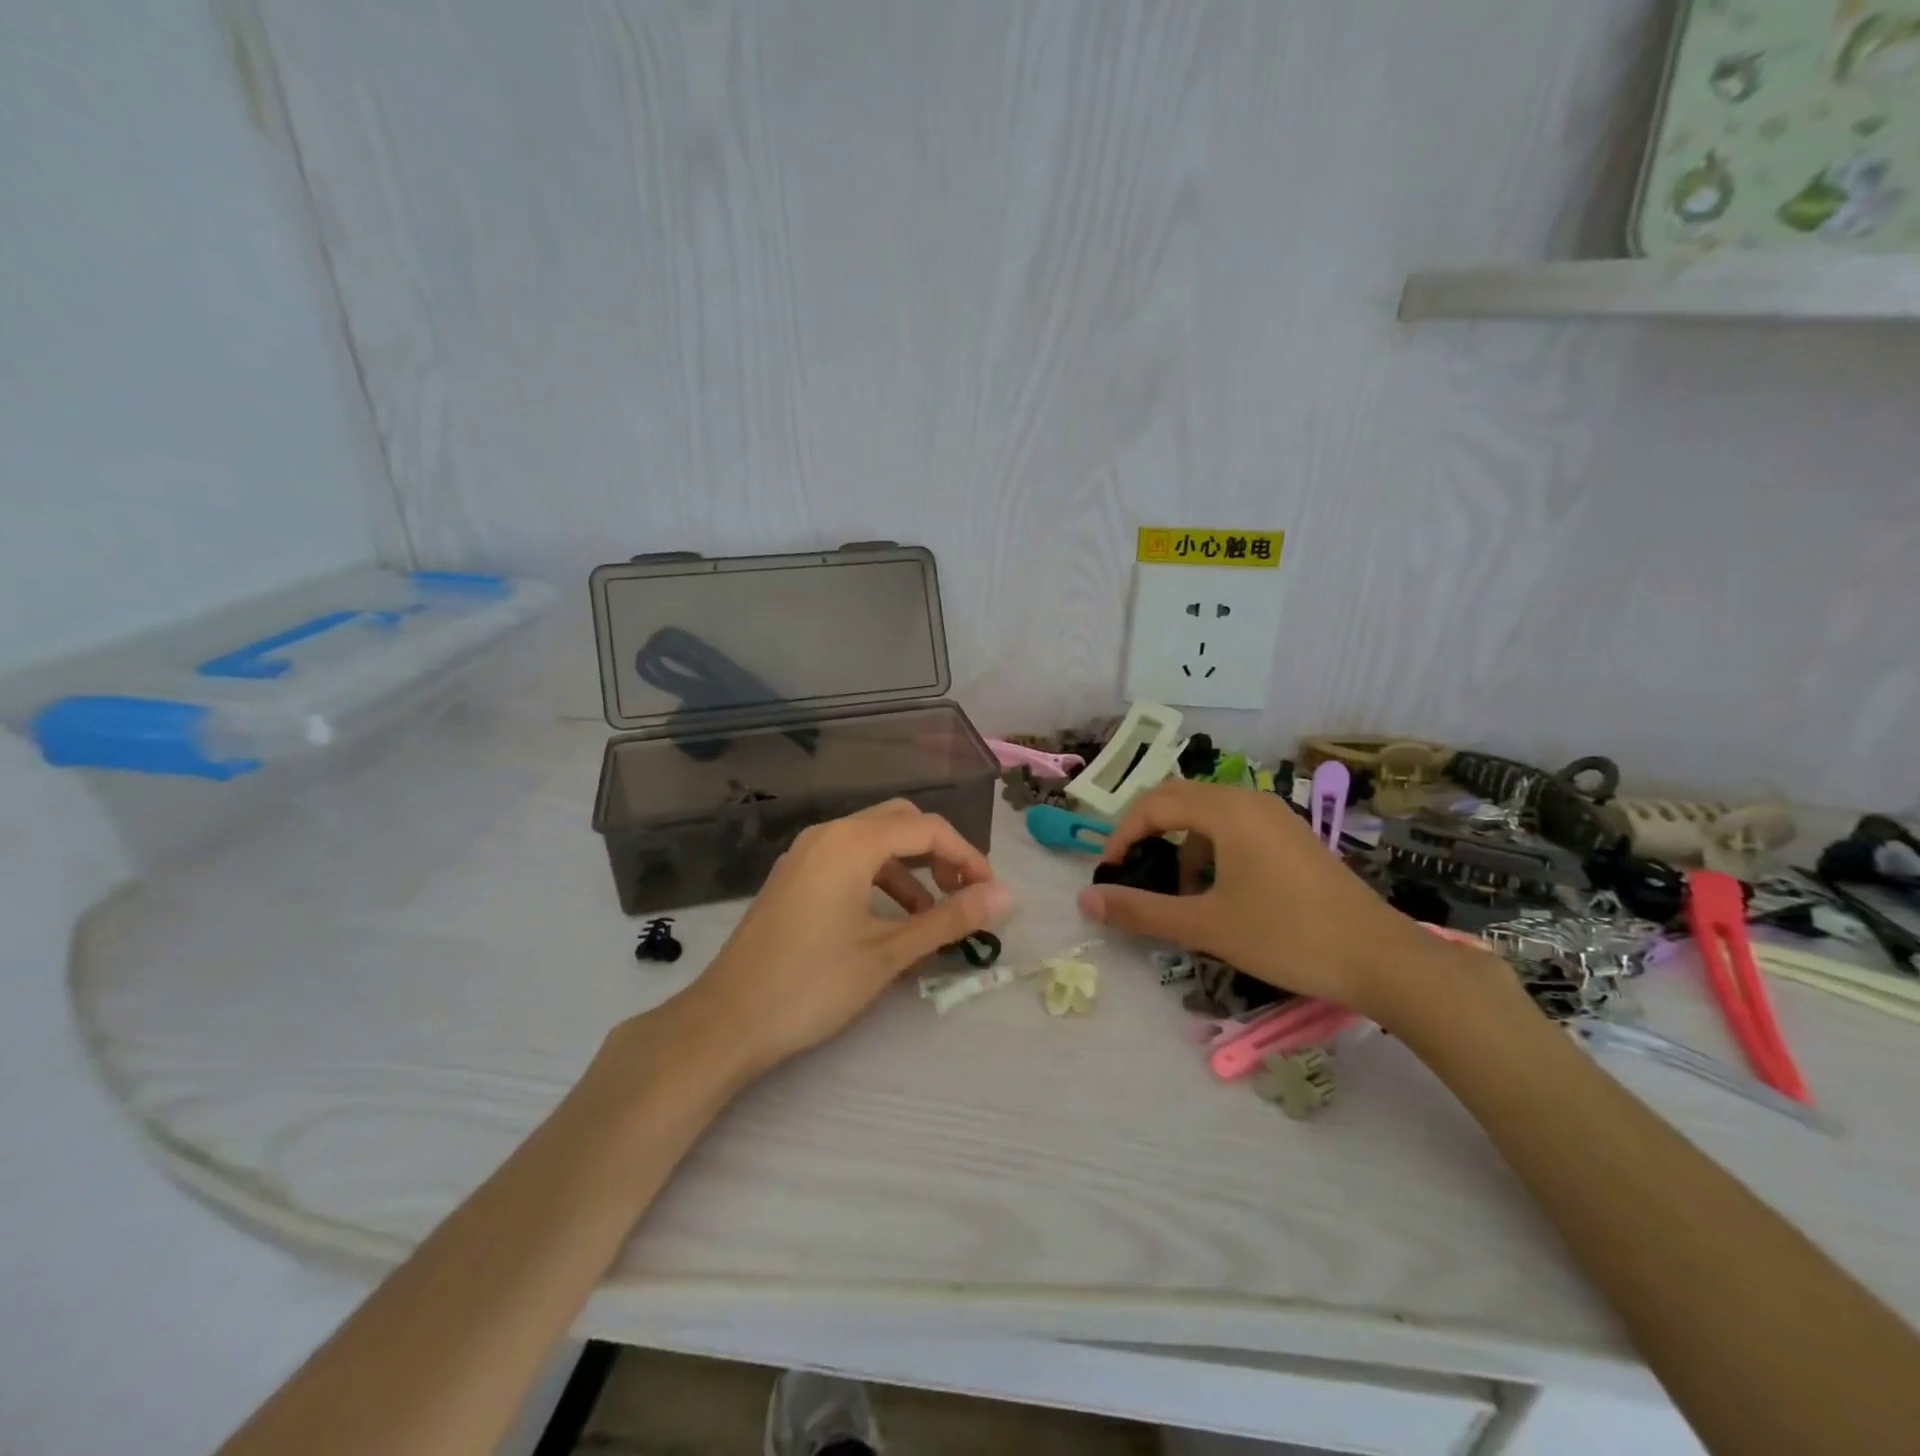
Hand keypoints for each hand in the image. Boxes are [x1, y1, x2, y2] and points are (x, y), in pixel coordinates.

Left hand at [673, 799, 1010, 1078]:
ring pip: (874, 841)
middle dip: (940, 853)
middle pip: (900, 822)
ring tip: (932, 914)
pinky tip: (890, 920)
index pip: (928, 829)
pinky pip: (849, 859)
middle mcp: (828, 834)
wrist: (726, 1021)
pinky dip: (880, 878)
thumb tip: (1005, 896)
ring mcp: (805, 854)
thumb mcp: (889, 952)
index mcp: (852, 842)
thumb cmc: (813, 984)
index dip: (968, 856)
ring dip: (911, 868)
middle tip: (964, 893)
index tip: (990, 894)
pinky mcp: (794, 877)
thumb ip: (950, 918)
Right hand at [1076, 779, 1437, 1018]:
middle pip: (1178, 799)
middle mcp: (1249, 800)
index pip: (1153, 804)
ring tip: (1177, 892)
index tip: (1109, 873)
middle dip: (1147, 832)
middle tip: (1131, 872)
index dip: (1122, 835)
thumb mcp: (1205, 926)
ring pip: (1208, 815)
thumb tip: (1086, 898)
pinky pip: (1235, 828)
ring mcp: (1276, 817)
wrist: (1382, 959)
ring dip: (1180, 844)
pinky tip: (1218, 893)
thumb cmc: (1286, 935)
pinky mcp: (1292, 838)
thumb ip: (1141, 909)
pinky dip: (1211, 851)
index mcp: (1226, 809)